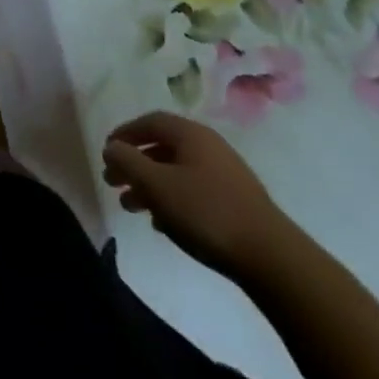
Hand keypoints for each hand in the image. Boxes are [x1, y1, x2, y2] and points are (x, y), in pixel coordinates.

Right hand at [102, 111, 296, 279]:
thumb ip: (127, 161)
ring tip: (132, 208)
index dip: (125, 134)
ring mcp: (225, 174)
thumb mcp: (156, 184)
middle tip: (113, 183)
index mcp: (191, 134)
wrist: (270, 257)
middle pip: (162, 148)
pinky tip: (163, 223)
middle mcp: (209, 146)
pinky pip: (193, 190)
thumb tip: (112, 147)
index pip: (149, 122)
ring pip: (176, 172)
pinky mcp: (235, 201)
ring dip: (150, 185)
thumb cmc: (205, 212)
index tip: (107, 152)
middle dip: (134, 164)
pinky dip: (172, 200)